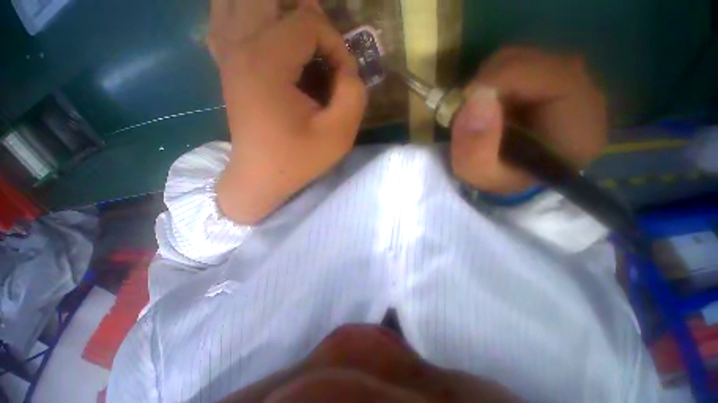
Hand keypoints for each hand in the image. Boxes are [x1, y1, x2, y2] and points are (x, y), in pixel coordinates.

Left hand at [209, 0, 367, 223]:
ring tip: (297, 34)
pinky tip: (263, 29)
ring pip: (238, 0)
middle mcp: (238, 46)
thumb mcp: (339, 134)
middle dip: (304, 12)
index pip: (308, 21)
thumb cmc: (300, 159)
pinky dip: (243, 12)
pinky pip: (223, 16)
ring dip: (272, 8)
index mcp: (266, 62)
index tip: (342, 78)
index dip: (335, 45)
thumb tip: (346, 68)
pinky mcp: (225, 64)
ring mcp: (226, 53)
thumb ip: (353, 93)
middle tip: (321, 43)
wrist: (262, 177)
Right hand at [451, 47, 607, 194]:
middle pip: (531, 61)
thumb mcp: (482, 176)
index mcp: (580, 124)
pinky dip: (493, 83)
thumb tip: (474, 97)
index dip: (502, 80)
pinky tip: (490, 107)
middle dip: (489, 83)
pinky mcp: (550, 78)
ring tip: (480, 114)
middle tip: (469, 113)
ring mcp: (568, 81)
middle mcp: (584, 94)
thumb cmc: (503, 179)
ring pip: (519, 60)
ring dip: (488, 84)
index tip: (466, 103)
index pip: (550, 75)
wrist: (516, 176)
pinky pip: (515, 65)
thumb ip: (475, 149)